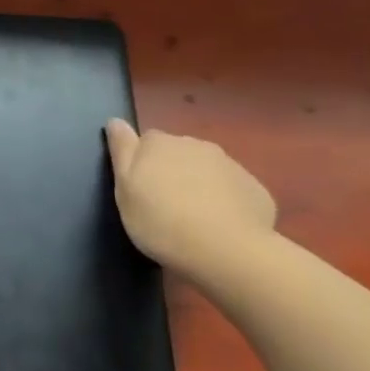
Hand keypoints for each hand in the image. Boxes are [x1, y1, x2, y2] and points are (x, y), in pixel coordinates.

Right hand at [104, 118, 275, 276]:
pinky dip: (225, 201)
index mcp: (159, 143)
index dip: (142, 163)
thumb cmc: (160, 220)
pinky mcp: (254, 188)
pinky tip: (221, 226)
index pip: (146, 140)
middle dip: (172, 171)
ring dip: (199, 184)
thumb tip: (115, 120)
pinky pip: (232, 189)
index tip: (140, 188)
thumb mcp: (124, 188)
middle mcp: (195, 145)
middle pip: (178, 153)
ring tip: (193, 218)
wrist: (225, 250)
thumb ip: (121, 150)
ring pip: (207, 169)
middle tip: (164, 205)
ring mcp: (229, 164)